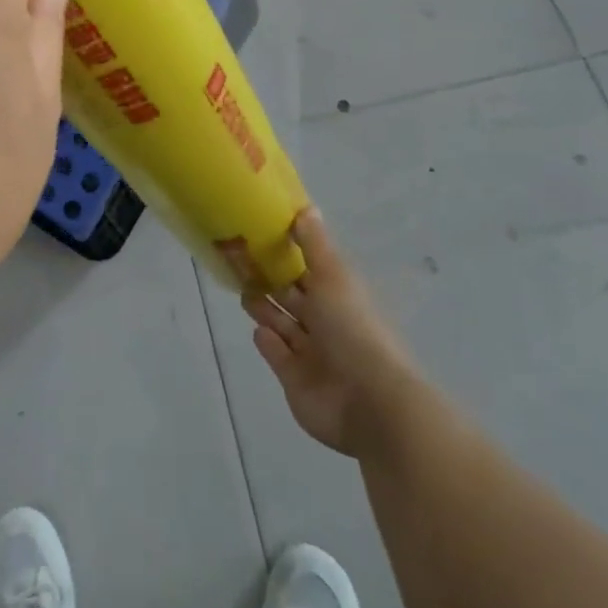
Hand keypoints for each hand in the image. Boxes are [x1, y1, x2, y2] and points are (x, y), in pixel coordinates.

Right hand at [241, 209, 417, 456]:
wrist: (367, 401)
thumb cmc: (352, 328)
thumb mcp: (333, 276)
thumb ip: (314, 244)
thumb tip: (305, 207)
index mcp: (340, 296)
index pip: (311, 270)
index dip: (289, 254)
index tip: (260, 236)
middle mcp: (327, 323)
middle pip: (294, 298)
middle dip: (271, 281)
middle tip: (240, 262)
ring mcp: (312, 354)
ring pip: (283, 325)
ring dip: (265, 309)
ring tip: (243, 292)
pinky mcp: (295, 380)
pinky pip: (277, 356)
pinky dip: (268, 342)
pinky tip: (258, 331)